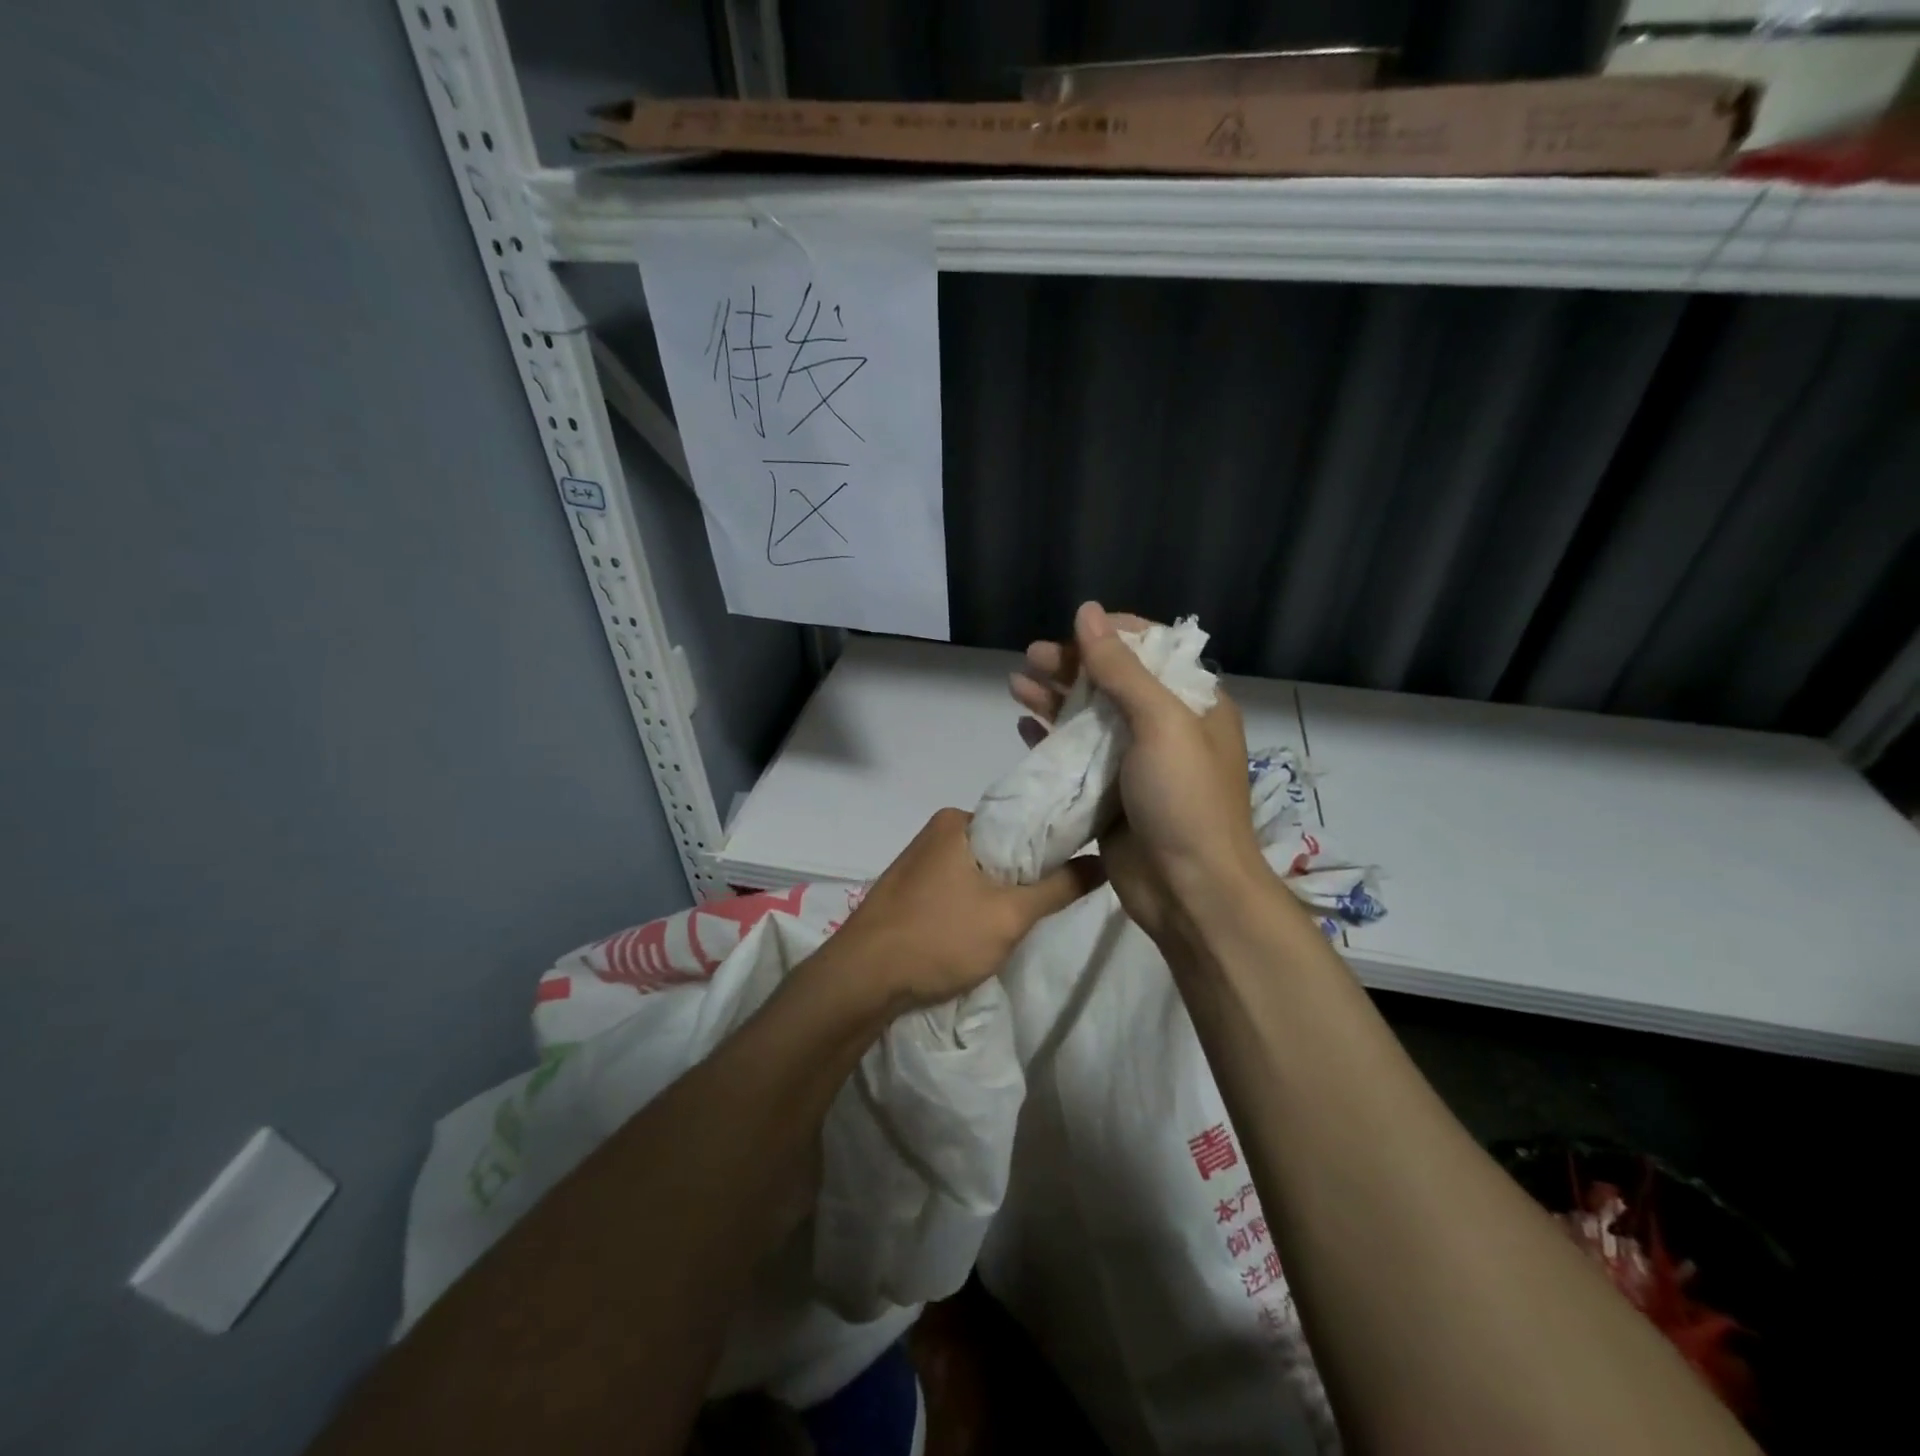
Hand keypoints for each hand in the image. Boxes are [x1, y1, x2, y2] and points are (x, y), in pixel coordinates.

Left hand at [832, 807, 1103, 1012]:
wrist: (861, 980)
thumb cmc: (938, 937)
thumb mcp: (1009, 915)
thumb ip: (1060, 887)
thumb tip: (1104, 861)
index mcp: (957, 820)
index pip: (1022, 818)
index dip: (1055, 842)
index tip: (1082, 864)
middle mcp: (937, 831)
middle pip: (1002, 846)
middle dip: (1027, 873)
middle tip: (1054, 901)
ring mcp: (919, 862)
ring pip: (980, 870)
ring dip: (1002, 892)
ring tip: (1023, 919)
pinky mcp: (909, 891)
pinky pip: (958, 888)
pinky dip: (976, 904)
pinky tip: (985, 929)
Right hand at [1010, 602, 1270, 944]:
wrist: (1190, 891)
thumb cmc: (1185, 799)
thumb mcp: (1161, 724)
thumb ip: (1122, 669)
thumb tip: (1088, 612)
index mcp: (1192, 704)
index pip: (1150, 651)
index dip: (1110, 635)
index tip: (1072, 629)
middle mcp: (1165, 728)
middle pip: (1112, 683)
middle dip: (1072, 666)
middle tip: (1031, 657)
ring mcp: (1135, 763)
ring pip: (1089, 719)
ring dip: (1054, 699)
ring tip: (1016, 683)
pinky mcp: (1109, 795)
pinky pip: (1076, 757)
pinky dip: (1050, 739)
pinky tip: (1023, 726)